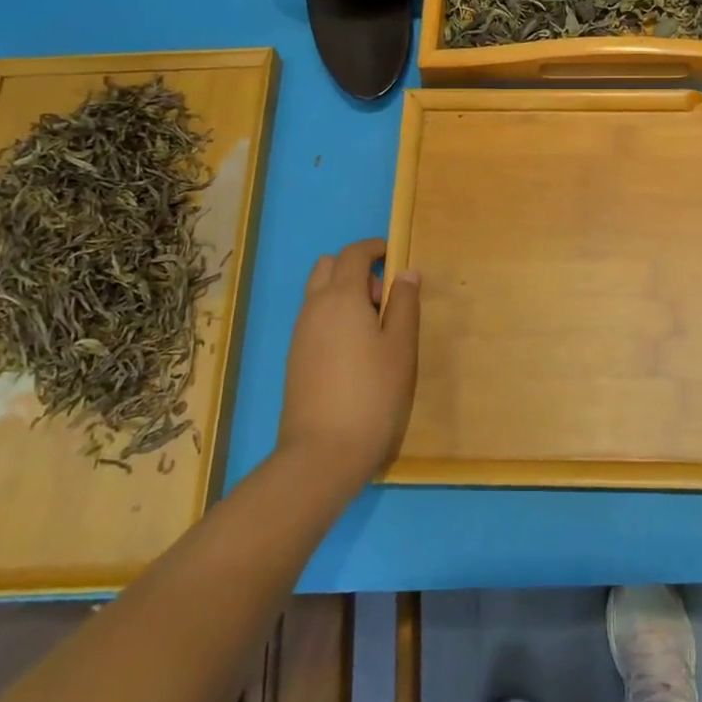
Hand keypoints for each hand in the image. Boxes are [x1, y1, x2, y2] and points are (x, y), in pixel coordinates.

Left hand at [277, 239, 420, 486]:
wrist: (323, 453)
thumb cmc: (372, 394)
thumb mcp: (401, 346)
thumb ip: (405, 303)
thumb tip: (406, 272)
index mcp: (341, 297)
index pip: (353, 253)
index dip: (374, 248)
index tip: (395, 256)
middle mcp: (314, 307)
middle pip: (329, 266)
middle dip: (356, 268)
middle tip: (384, 298)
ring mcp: (300, 333)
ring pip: (319, 292)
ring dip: (344, 293)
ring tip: (374, 329)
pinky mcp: (295, 357)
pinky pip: (314, 318)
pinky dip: (334, 316)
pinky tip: (355, 351)